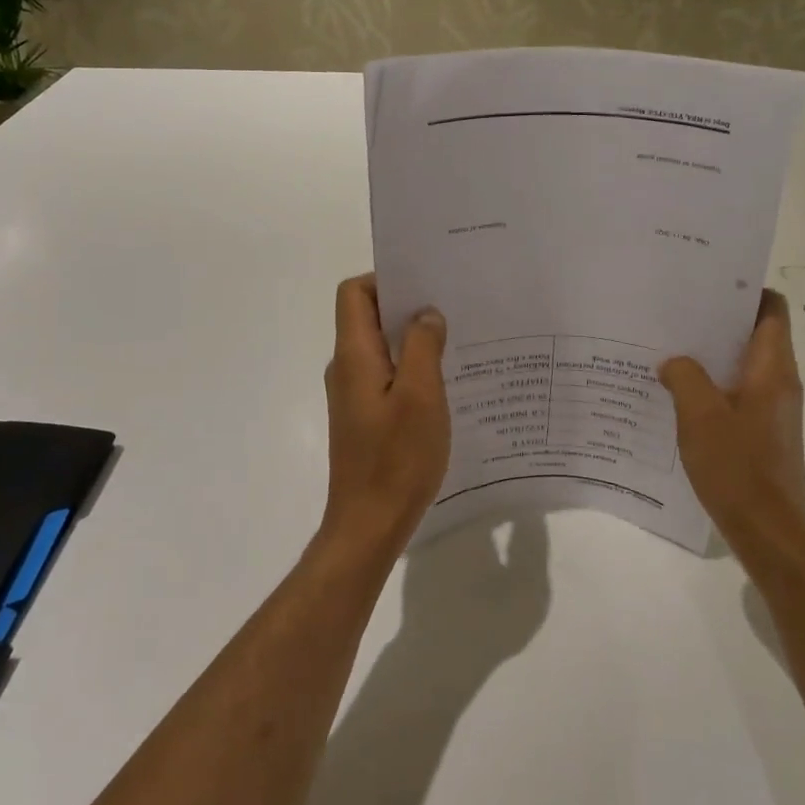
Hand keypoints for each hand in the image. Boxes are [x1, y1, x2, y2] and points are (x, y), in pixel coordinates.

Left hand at [322, 274, 451, 557]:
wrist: (369, 525)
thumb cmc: (396, 458)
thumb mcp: (420, 395)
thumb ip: (422, 346)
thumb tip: (425, 314)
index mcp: (354, 356)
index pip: (355, 293)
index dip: (385, 279)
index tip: (426, 284)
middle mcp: (347, 369)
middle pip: (368, 317)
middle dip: (407, 306)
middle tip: (452, 306)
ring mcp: (354, 396)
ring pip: (381, 349)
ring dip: (412, 340)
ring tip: (456, 341)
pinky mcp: (365, 418)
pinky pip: (387, 376)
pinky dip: (411, 369)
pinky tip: (445, 383)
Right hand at [659, 291, 804, 562]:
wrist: (769, 533)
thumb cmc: (738, 467)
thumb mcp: (699, 415)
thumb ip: (683, 377)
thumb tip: (673, 362)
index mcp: (773, 369)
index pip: (771, 309)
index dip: (745, 290)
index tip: (706, 284)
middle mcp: (780, 382)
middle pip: (754, 334)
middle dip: (717, 321)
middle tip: (675, 313)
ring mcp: (773, 409)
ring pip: (743, 366)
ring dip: (710, 356)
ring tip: (669, 348)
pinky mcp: (763, 433)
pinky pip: (737, 394)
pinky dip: (712, 386)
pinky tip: (677, 394)